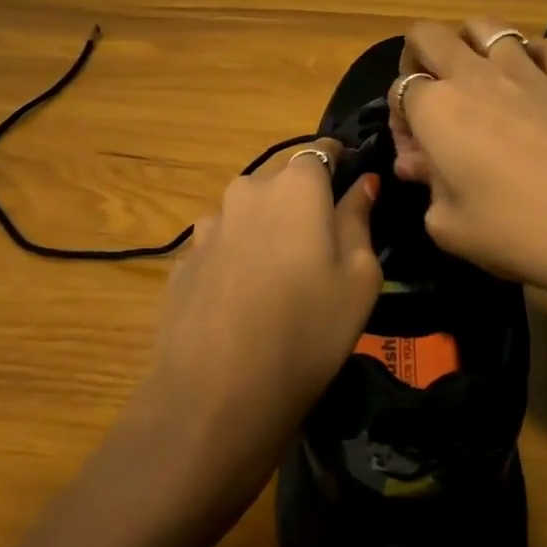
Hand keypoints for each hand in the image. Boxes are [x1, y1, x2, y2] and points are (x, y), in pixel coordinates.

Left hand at [142, 144, 380, 486]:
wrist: (216, 395)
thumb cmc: (308, 330)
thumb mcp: (359, 278)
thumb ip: (359, 219)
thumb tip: (363, 183)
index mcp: (295, 186)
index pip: (321, 151)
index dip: (340, 165)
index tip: (352, 188)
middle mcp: (246, 191)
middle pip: (282, 183)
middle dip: (303, 203)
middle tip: (322, 249)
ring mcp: (208, 225)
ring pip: (249, 214)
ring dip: (267, 231)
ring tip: (280, 281)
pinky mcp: (184, 261)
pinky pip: (222, 246)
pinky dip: (237, 260)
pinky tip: (244, 303)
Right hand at [390, 19, 546, 338]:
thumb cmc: (518, 233)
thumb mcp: (450, 227)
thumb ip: (426, 187)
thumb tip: (419, 164)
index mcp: (437, 110)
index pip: (401, 89)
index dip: (400, 119)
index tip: (416, 155)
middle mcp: (475, 76)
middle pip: (430, 36)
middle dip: (419, 56)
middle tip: (432, 93)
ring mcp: (528, 71)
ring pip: (486, 27)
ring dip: (472, 44)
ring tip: (479, 76)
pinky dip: (533, 54)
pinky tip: (536, 78)